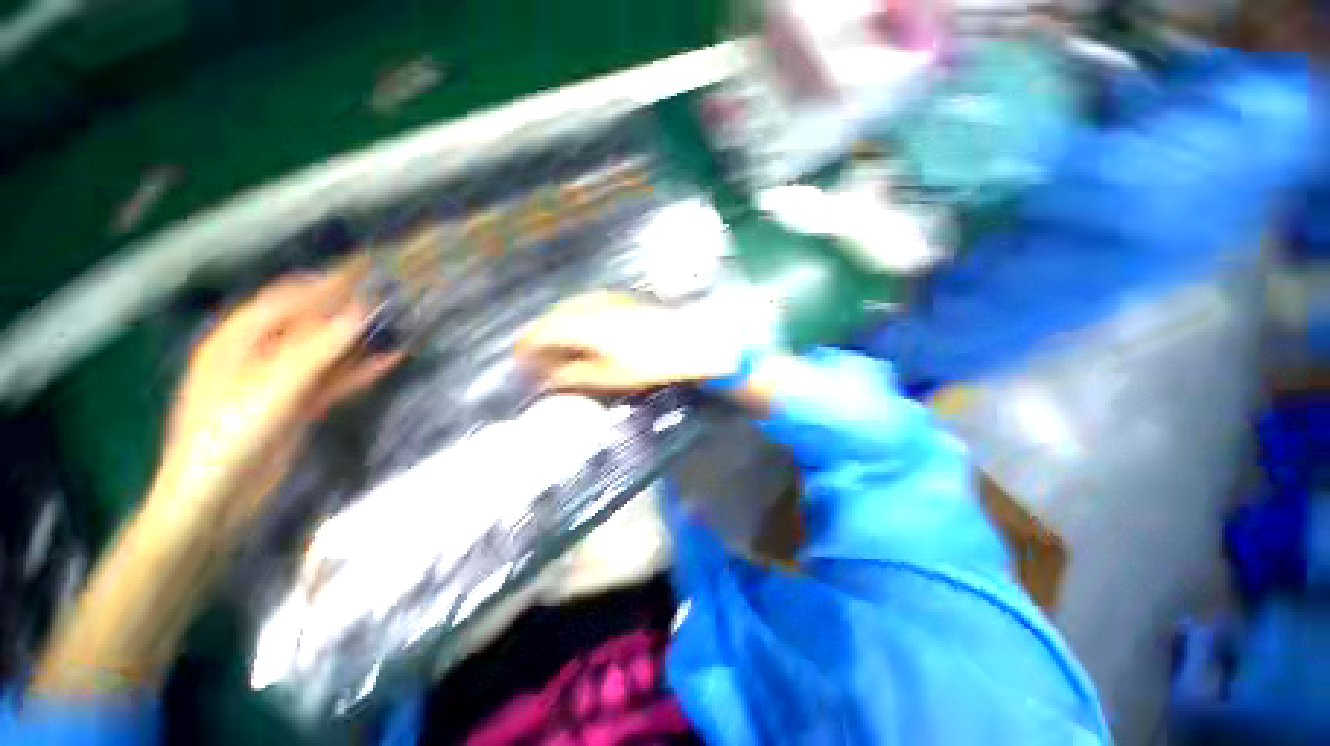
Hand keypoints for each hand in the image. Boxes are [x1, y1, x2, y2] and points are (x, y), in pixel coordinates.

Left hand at [153, 265, 400, 535]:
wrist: (217, 496)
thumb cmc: (229, 433)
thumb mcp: (275, 385)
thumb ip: (320, 347)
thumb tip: (362, 311)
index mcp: (238, 338)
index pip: (288, 298)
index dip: (327, 285)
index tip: (368, 273)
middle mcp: (260, 353)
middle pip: (310, 323)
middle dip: (348, 312)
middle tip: (391, 300)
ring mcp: (281, 380)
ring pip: (327, 351)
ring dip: (359, 341)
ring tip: (398, 326)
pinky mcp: (299, 403)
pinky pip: (335, 378)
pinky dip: (361, 370)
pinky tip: (391, 360)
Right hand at [516, 292, 739, 392]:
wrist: (687, 341)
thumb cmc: (649, 363)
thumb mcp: (608, 377)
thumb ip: (573, 376)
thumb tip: (548, 379)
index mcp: (583, 326)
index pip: (543, 332)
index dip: (527, 346)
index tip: (518, 359)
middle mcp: (590, 307)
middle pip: (553, 318)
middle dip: (538, 336)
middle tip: (532, 356)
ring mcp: (607, 300)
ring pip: (568, 310)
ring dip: (555, 326)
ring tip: (552, 346)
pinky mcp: (620, 300)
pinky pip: (585, 306)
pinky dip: (573, 319)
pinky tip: (579, 332)